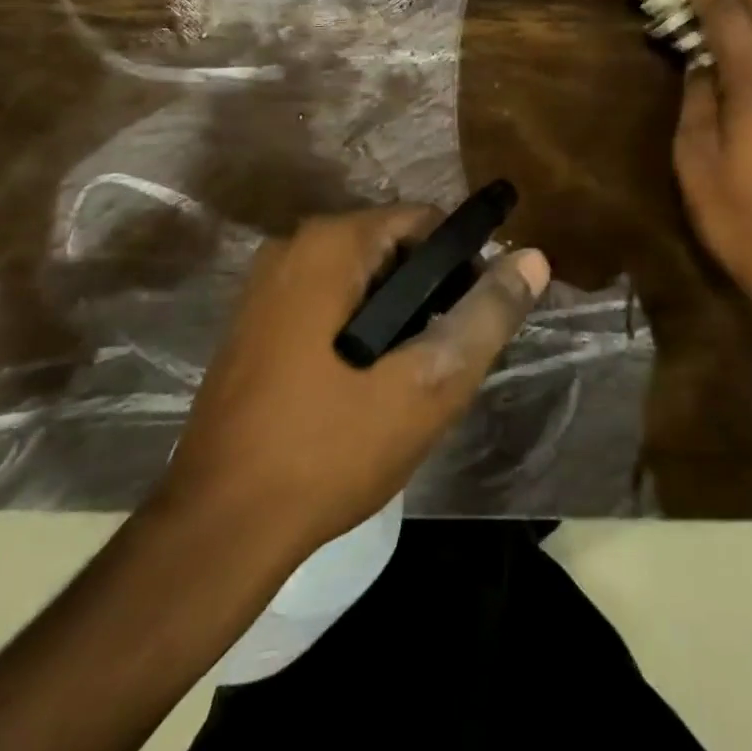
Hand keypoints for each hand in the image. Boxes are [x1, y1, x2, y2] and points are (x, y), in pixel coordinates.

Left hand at [151, 206, 548, 561]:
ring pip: (361, 280)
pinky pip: (327, 304)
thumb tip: (533, 258)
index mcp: (331, 243)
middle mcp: (292, 247)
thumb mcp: (428, 384)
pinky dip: (358, 330)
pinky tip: (364, 388)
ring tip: (409, 381)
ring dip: (396, 318)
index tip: (473, 323)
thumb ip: (485, 316)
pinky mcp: (253, 323)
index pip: (426, 222)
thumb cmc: (329, 448)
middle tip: (442, 362)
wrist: (218, 528)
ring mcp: (266, 286)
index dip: (463, 266)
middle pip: (392, 249)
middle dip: (429, 296)